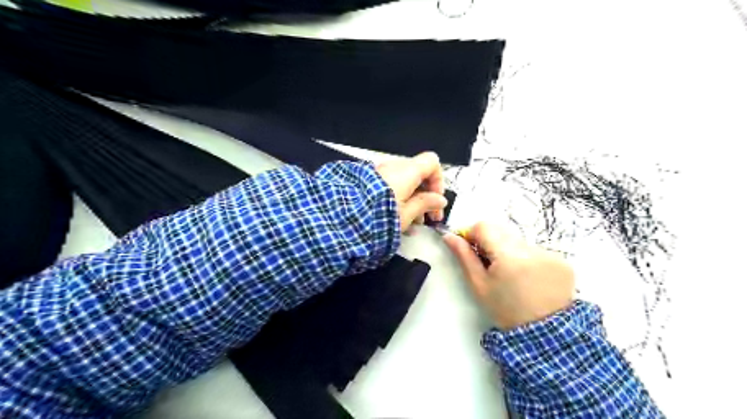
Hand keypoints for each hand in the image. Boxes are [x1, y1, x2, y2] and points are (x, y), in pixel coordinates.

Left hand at [377, 152, 444, 232]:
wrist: (341, 218)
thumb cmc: (378, 217)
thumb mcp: (406, 215)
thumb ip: (426, 204)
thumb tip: (440, 200)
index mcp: (406, 171)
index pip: (432, 162)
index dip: (438, 180)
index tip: (436, 200)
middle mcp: (393, 167)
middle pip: (418, 174)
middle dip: (426, 195)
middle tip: (429, 217)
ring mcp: (380, 173)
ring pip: (405, 182)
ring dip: (413, 199)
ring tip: (414, 223)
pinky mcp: (369, 182)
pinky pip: (391, 186)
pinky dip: (399, 198)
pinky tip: (399, 219)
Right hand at [446, 222, 572, 330]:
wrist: (544, 334)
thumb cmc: (504, 309)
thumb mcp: (479, 285)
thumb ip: (464, 256)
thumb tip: (449, 236)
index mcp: (509, 256)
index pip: (484, 226)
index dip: (472, 234)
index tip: (471, 249)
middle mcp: (531, 249)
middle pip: (501, 231)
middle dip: (490, 243)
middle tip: (489, 265)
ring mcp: (550, 254)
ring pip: (518, 241)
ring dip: (509, 251)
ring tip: (510, 275)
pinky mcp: (562, 261)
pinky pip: (535, 250)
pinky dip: (527, 259)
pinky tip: (528, 278)